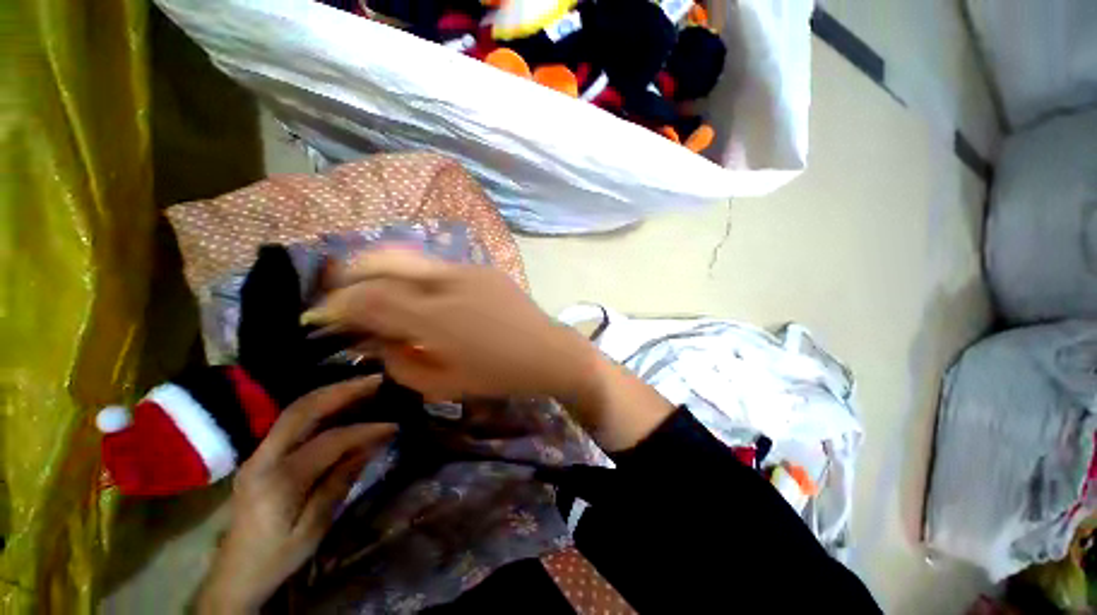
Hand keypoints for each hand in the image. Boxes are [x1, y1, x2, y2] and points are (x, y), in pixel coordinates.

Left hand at [198, 377, 395, 613]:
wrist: (235, 572)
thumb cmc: (278, 555)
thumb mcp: (315, 526)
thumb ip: (341, 480)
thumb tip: (373, 444)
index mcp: (278, 481)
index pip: (329, 441)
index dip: (365, 430)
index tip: (393, 426)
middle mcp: (262, 458)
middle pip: (303, 411)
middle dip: (343, 391)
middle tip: (377, 380)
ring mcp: (257, 453)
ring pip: (295, 409)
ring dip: (331, 392)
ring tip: (363, 384)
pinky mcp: (260, 454)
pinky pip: (292, 419)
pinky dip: (319, 404)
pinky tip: (339, 401)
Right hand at [303, 249, 597, 402]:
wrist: (548, 352)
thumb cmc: (498, 375)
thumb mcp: (442, 383)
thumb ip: (398, 361)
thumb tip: (372, 340)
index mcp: (435, 317)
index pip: (367, 299)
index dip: (336, 305)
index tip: (321, 316)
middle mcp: (447, 282)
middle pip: (382, 261)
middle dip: (350, 274)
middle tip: (341, 295)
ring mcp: (468, 269)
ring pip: (410, 258)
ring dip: (383, 272)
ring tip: (376, 294)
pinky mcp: (483, 268)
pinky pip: (438, 267)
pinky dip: (416, 277)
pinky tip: (421, 297)